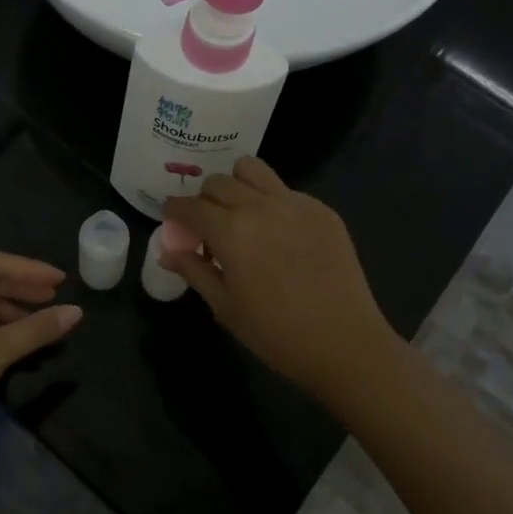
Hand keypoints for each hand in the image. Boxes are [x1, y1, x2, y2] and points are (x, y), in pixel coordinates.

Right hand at [163, 157, 396, 403]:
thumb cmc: (276, 333)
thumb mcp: (225, 306)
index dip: (174, 211)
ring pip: (252, 170)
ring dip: (236, 185)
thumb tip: (167, 250)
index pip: (189, 205)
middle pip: (218, 182)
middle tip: (208, 227)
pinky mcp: (322, 210)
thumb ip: (193, 271)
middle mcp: (260, 206)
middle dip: (204, 200)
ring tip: (240, 215)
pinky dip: (271, 202)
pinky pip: (285, 190)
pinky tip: (279, 235)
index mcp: (230, 231)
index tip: (173, 222)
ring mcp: (294, 203)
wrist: (344, 343)